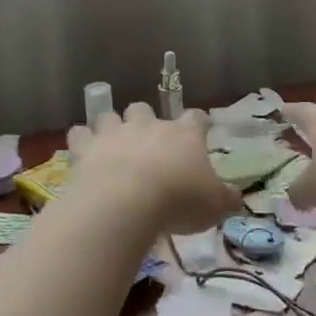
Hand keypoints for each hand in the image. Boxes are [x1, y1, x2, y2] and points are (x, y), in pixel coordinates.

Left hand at [65, 105, 241, 233]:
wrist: (127, 202)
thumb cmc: (178, 201)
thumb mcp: (213, 206)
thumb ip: (226, 198)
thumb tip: (236, 196)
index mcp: (184, 135)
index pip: (196, 118)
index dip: (199, 123)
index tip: (201, 130)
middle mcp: (148, 126)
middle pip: (144, 108)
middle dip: (144, 120)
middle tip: (147, 141)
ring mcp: (114, 132)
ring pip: (110, 115)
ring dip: (110, 126)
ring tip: (111, 143)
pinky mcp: (86, 146)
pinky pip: (79, 133)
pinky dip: (81, 140)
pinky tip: (82, 150)